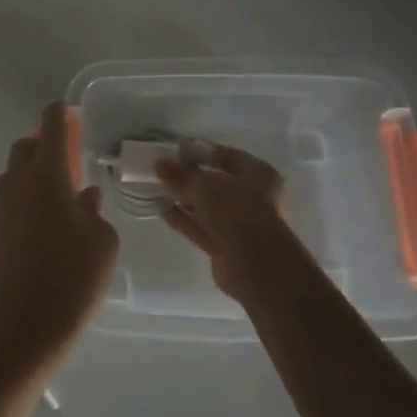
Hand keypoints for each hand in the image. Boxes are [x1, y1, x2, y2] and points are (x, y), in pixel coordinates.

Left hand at [0, 102, 119, 376]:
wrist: (26, 326)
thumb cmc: (73, 277)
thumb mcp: (102, 241)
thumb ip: (94, 211)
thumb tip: (84, 198)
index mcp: (47, 174)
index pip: (50, 126)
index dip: (60, 114)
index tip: (71, 113)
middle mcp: (19, 182)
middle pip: (26, 146)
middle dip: (44, 143)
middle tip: (69, 157)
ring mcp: (2, 206)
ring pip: (14, 172)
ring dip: (33, 171)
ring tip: (61, 192)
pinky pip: (11, 198)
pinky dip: (26, 195)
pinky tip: (48, 220)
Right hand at [155, 142, 295, 302]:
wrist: (256, 267)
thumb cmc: (237, 212)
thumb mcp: (206, 187)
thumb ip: (181, 175)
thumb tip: (158, 163)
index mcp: (258, 174)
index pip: (227, 156)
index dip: (202, 151)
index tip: (177, 149)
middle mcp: (253, 197)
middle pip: (217, 182)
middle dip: (190, 177)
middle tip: (163, 169)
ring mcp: (240, 224)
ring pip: (208, 207)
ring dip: (185, 199)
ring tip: (157, 188)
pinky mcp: (226, 247)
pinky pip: (202, 228)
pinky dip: (184, 220)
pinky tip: (163, 211)